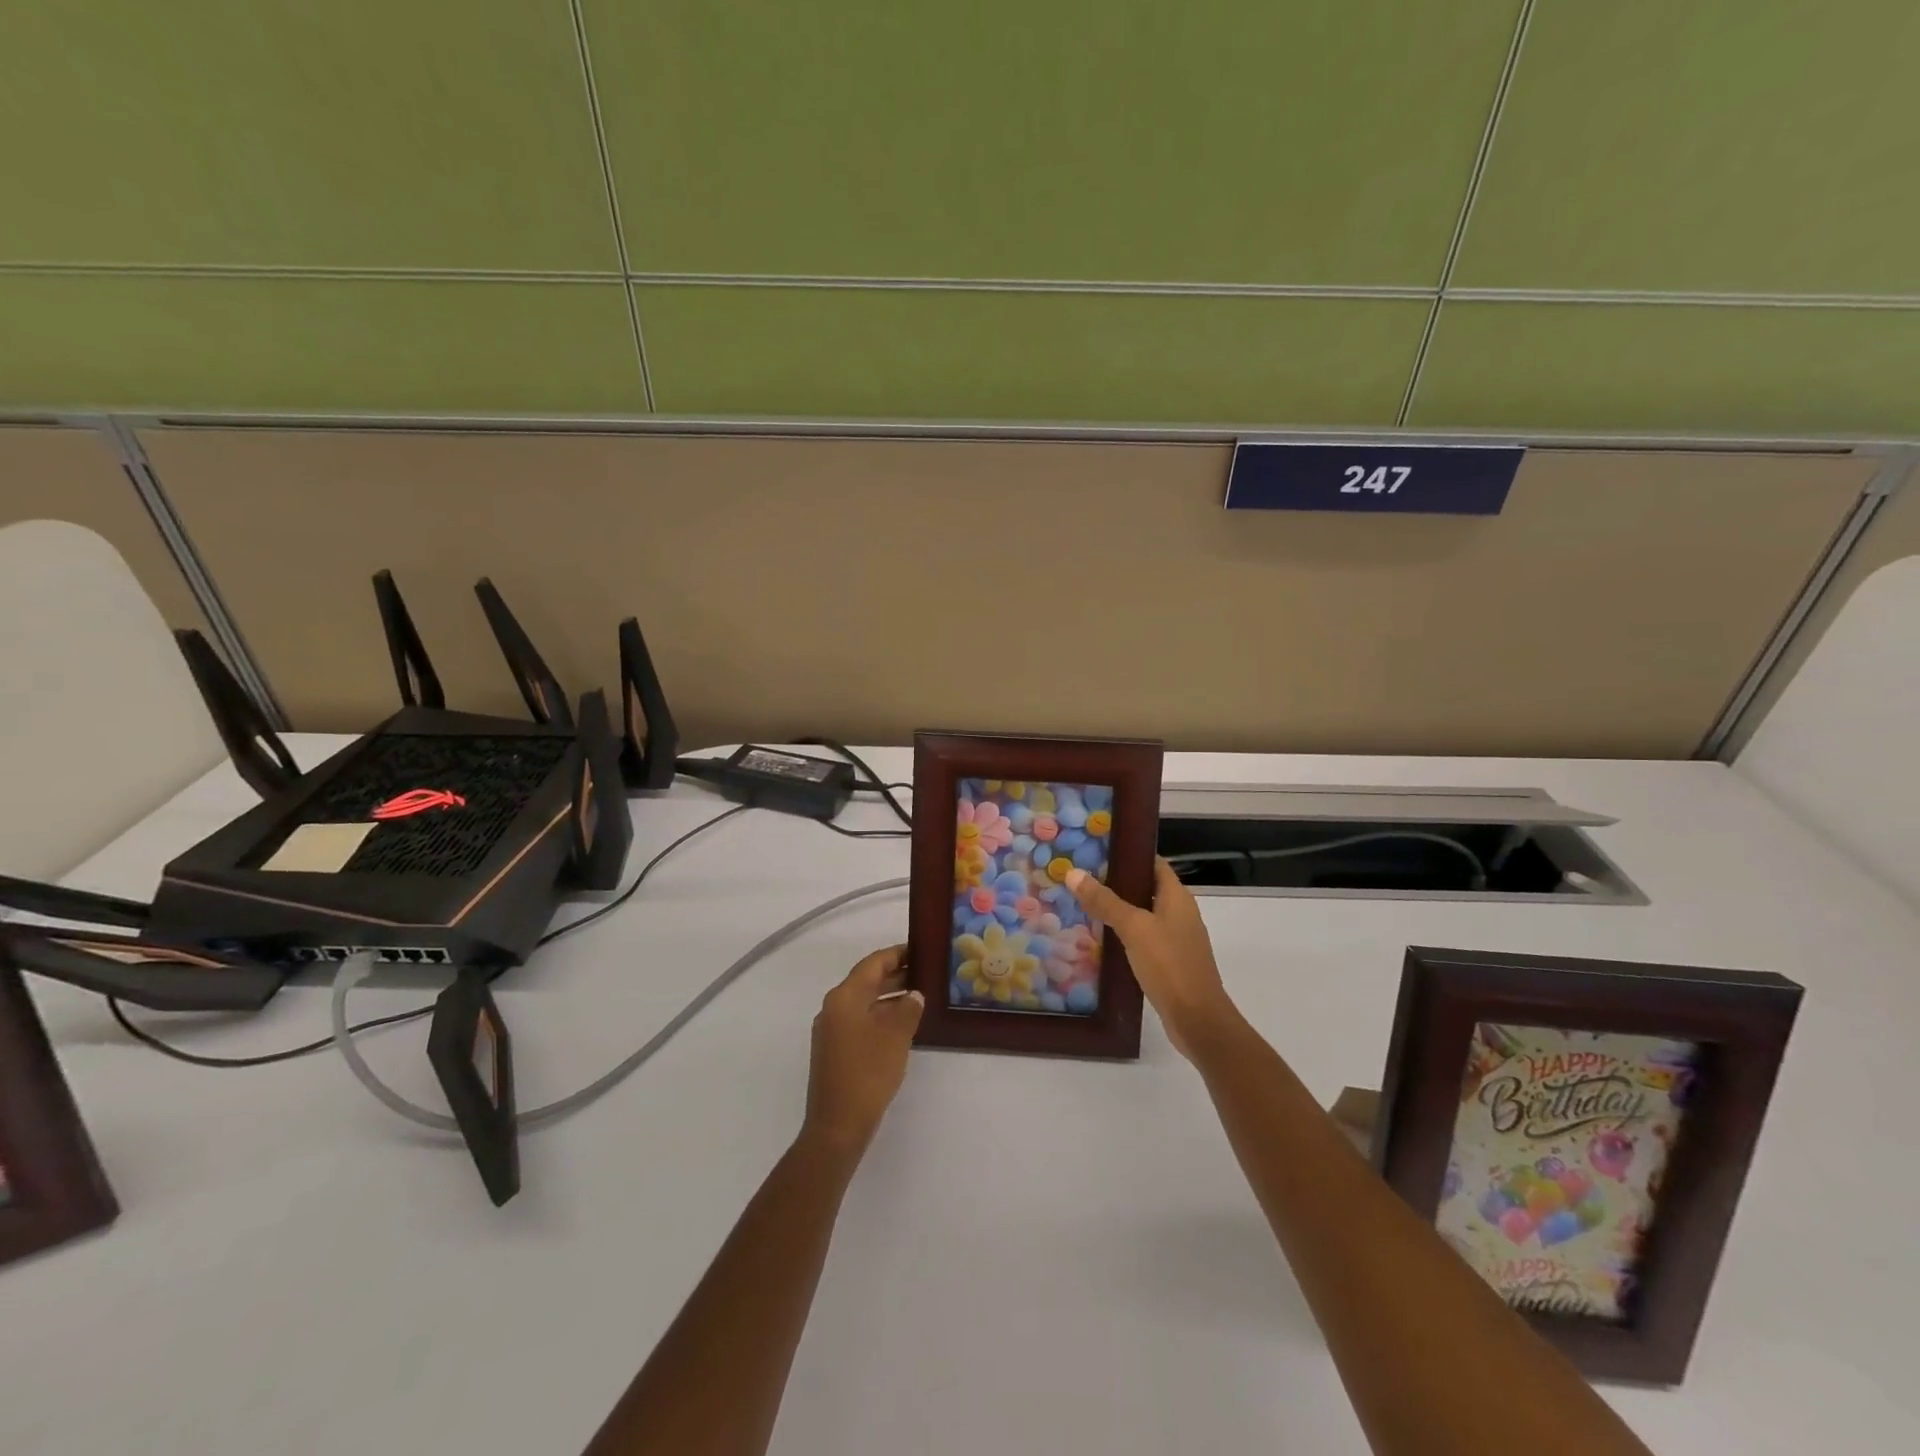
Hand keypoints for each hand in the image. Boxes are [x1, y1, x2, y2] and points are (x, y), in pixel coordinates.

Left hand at [803, 945, 923, 1157]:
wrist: (837, 1126)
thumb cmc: (867, 1073)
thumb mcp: (895, 1035)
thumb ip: (908, 1008)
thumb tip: (914, 995)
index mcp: (844, 997)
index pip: (873, 963)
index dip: (898, 954)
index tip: (922, 949)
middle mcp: (834, 1008)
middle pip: (867, 980)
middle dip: (897, 974)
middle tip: (927, 972)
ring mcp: (832, 1030)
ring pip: (865, 1002)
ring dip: (891, 997)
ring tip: (921, 996)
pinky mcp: (835, 1051)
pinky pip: (861, 1021)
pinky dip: (882, 1016)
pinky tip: (904, 1025)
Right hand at [1066, 858, 1239, 1060]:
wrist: (1197, 1020)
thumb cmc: (1169, 965)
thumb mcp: (1134, 928)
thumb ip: (1104, 901)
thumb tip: (1073, 873)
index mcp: (1177, 897)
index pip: (1153, 863)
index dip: (1128, 854)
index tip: (1097, 849)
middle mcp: (1179, 913)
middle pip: (1145, 887)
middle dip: (1115, 882)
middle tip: (1080, 876)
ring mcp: (1175, 938)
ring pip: (1142, 914)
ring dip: (1117, 909)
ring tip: (1082, 904)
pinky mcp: (1169, 961)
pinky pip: (1143, 938)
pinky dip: (1123, 934)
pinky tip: (1100, 939)